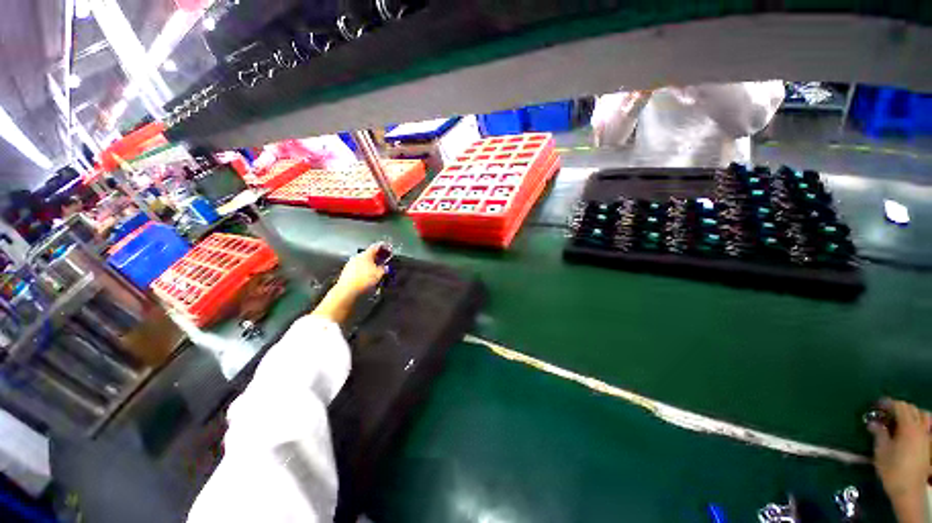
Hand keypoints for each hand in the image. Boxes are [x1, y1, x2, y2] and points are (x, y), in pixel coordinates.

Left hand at [334, 243, 386, 297]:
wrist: (347, 290)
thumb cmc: (364, 280)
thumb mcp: (379, 274)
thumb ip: (383, 268)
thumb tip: (385, 267)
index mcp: (366, 254)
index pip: (376, 247)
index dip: (383, 247)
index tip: (388, 248)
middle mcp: (357, 256)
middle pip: (369, 254)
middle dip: (377, 257)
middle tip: (383, 260)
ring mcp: (351, 263)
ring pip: (363, 261)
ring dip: (370, 263)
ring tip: (376, 269)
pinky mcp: (347, 271)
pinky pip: (358, 267)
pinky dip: (364, 269)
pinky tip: (367, 275)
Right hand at [868, 398, 930, 501]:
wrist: (909, 490)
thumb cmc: (892, 470)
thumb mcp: (881, 452)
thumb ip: (879, 434)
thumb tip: (873, 423)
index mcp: (908, 427)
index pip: (900, 406)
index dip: (888, 403)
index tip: (877, 404)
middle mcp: (921, 428)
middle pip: (913, 409)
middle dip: (900, 407)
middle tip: (887, 412)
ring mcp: (927, 437)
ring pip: (923, 416)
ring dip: (912, 413)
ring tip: (901, 419)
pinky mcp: (928, 444)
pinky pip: (925, 426)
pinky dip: (917, 423)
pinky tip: (910, 431)